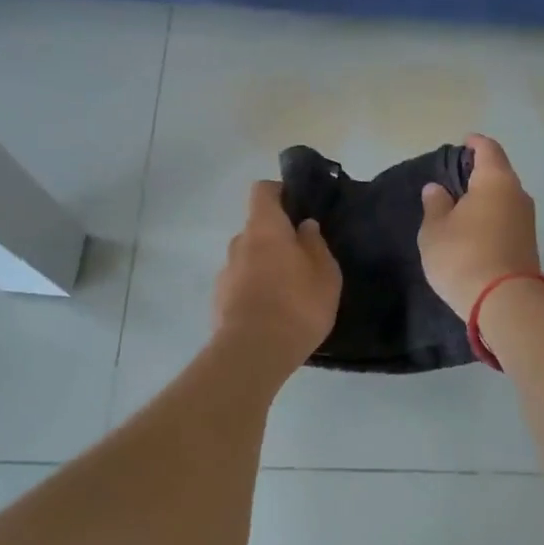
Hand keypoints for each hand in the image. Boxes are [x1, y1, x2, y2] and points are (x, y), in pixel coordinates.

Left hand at [213, 181, 341, 365]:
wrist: (253, 353)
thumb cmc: (297, 304)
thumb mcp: (325, 273)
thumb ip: (315, 245)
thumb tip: (305, 226)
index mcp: (264, 228)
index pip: (263, 191)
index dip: (279, 192)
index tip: (297, 206)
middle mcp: (239, 243)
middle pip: (256, 228)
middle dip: (276, 238)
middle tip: (302, 258)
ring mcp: (225, 273)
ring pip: (248, 259)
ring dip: (265, 266)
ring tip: (289, 292)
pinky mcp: (219, 301)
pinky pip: (241, 285)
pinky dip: (254, 291)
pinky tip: (273, 314)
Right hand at [419, 134, 541, 318]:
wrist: (505, 302)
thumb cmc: (463, 255)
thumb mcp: (435, 230)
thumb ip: (435, 205)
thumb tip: (437, 189)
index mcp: (495, 180)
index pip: (488, 149)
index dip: (474, 144)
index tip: (462, 143)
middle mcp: (517, 194)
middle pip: (499, 173)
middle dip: (478, 173)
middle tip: (453, 179)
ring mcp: (527, 221)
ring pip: (504, 198)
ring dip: (485, 199)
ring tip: (460, 207)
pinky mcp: (528, 244)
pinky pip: (507, 220)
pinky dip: (491, 218)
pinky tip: (473, 230)